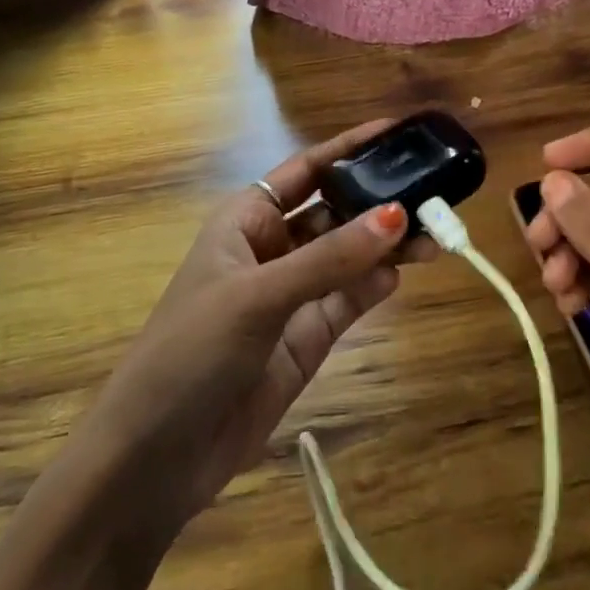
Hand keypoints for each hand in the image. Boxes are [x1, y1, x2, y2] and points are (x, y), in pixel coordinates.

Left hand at [77, 120, 435, 539]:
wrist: (155, 459)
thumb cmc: (190, 353)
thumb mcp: (257, 297)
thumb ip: (330, 258)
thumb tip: (398, 215)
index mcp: (246, 220)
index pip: (306, 169)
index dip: (350, 148)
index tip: (399, 131)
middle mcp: (273, 249)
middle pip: (336, 211)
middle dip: (379, 201)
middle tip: (434, 194)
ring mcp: (292, 294)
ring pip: (350, 257)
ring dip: (387, 246)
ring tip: (434, 238)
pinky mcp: (308, 338)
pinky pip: (350, 300)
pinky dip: (375, 286)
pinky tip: (400, 275)